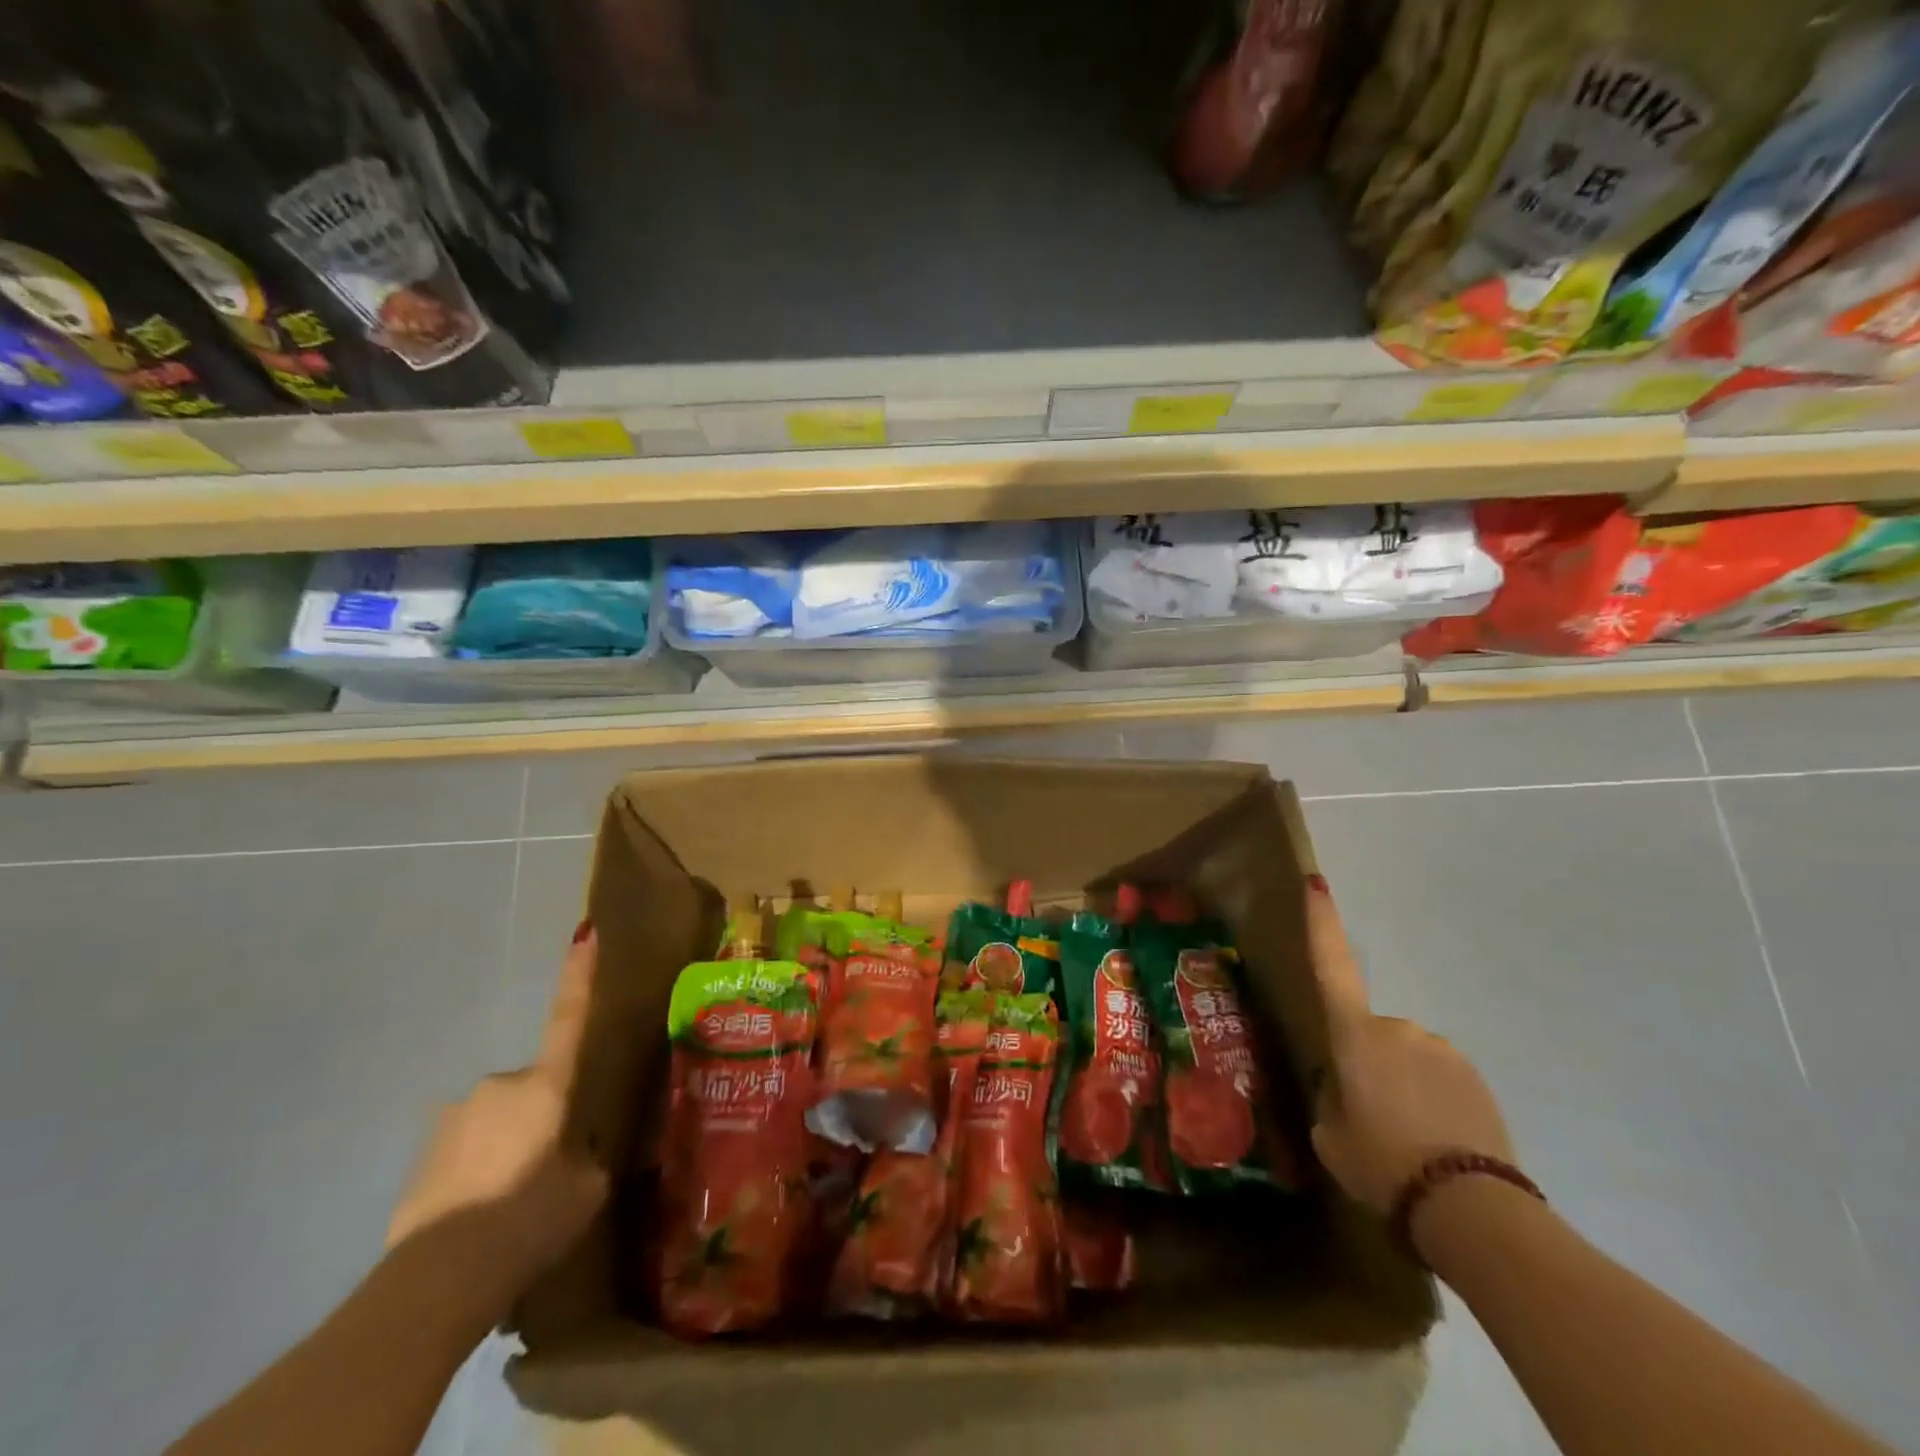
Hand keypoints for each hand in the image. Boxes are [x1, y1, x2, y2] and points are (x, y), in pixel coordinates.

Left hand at [387, 924, 610, 1303]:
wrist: (440, 1276)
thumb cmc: (531, 1216)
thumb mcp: (585, 1189)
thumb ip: (584, 1158)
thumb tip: (574, 1153)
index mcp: (546, 1084)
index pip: (570, 1017)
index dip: (580, 974)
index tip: (585, 933)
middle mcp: (498, 1085)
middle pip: (531, 1089)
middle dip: (539, 1117)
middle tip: (547, 1169)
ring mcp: (452, 1118)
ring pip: (493, 1122)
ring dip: (504, 1147)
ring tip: (508, 1205)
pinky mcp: (420, 1157)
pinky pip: (462, 1153)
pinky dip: (473, 1174)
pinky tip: (477, 1219)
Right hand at [1305, 878, 1514, 1214]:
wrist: (1469, 1208)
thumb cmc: (1379, 1162)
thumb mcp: (1328, 1134)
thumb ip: (1330, 1097)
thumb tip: (1343, 1085)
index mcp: (1354, 1034)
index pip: (1331, 965)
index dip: (1321, 923)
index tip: (1316, 882)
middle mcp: (1399, 1028)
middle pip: (1371, 1034)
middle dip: (1368, 1063)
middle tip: (1370, 1118)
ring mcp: (1442, 1050)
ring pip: (1408, 1058)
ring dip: (1403, 1085)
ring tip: (1407, 1141)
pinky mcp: (1476, 1078)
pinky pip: (1440, 1078)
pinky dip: (1433, 1101)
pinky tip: (1436, 1144)